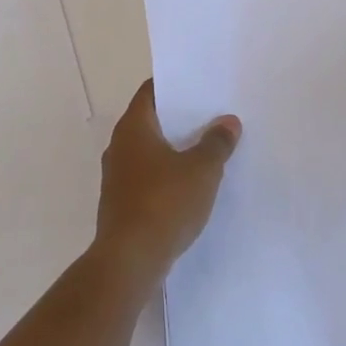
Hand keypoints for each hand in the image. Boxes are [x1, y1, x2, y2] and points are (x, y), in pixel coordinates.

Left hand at [95, 80, 241, 279]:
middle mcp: (119, 147)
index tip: (201, 84)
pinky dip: (168, 176)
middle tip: (213, 115)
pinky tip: (193, 185)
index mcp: (133, 128)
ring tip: (209, 149)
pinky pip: (149, 178)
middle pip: (152, 121)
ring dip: (175, 150)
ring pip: (150, 152)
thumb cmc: (164, 204)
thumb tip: (228, 121)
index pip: (151, 91)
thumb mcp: (201, 170)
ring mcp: (117, 177)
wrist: (129, 261)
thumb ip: (216, 143)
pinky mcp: (122, 204)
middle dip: (180, 119)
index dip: (175, 85)